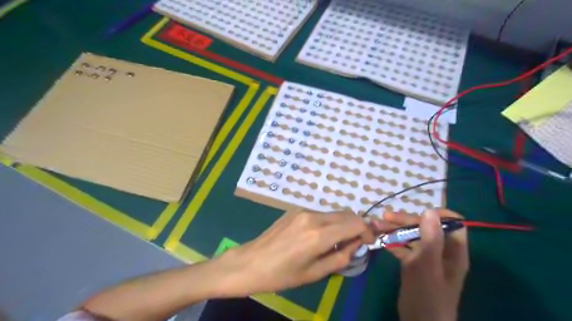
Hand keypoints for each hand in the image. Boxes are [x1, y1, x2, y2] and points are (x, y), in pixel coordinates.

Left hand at [212, 208, 377, 295]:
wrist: (250, 262)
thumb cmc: (281, 275)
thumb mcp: (314, 273)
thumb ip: (340, 258)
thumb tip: (355, 245)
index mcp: (318, 234)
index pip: (354, 223)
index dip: (367, 231)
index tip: (367, 242)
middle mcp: (313, 217)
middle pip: (346, 214)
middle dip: (356, 226)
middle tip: (354, 243)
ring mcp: (302, 211)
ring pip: (333, 213)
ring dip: (341, 225)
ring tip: (335, 243)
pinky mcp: (294, 210)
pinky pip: (319, 214)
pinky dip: (327, 223)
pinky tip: (317, 237)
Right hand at [381, 210, 465, 320]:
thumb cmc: (428, 296)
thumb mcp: (428, 267)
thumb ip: (431, 240)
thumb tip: (430, 210)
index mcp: (453, 251)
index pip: (452, 223)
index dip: (438, 214)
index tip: (417, 211)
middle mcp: (441, 250)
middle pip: (426, 227)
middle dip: (406, 220)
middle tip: (385, 217)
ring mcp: (426, 257)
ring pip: (412, 236)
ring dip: (395, 229)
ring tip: (376, 225)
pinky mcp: (413, 263)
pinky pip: (403, 247)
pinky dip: (392, 242)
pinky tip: (379, 239)